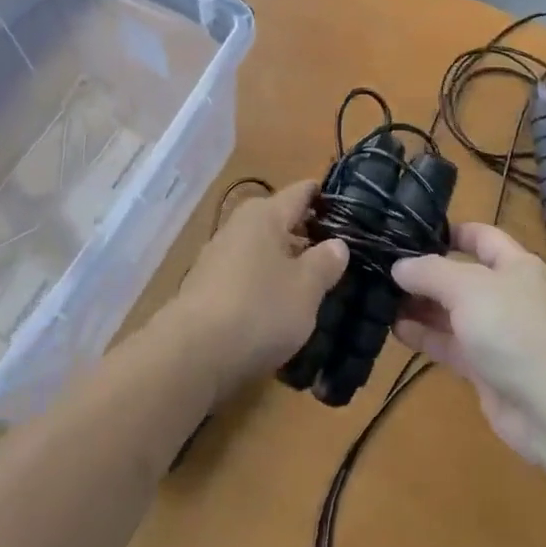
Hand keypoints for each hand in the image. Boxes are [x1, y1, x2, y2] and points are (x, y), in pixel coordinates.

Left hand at [168, 180, 347, 398]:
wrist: (193, 355)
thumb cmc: (260, 309)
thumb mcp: (306, 288)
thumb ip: (325, 262)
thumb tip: (337, 243)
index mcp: (265, 214)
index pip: (302, 192)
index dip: (326, 199)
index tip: (352, 212)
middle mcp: (239, 225)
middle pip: (281, 221)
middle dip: (308, 236)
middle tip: (341, 256)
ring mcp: (218, 256)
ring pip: (263, 250)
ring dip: (286, 264)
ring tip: (315, 286)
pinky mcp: (206, 287)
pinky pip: (246, 276)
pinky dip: (264, 285)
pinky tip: (279, 309)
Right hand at [392, 223, 545, 461]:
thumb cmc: (516, 329)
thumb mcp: (468, 287)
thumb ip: (430, 272)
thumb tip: (399, 266)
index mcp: (516, 266)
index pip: (481, 237)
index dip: (450, 231)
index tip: (411, 231)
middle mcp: (508, 296)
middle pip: (462, 276)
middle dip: (426, 273)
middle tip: (383, 268)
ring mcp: (499, 335)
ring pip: (453, 313)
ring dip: (421, 306)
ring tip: (380, 297)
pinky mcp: (487, 371)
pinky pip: (451, 346)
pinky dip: (425, 337)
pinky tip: (395, 330)